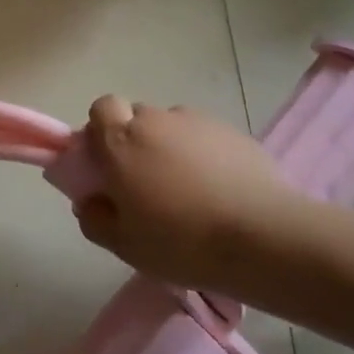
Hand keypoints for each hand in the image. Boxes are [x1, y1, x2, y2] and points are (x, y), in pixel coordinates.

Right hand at [74, 96, 314, 291]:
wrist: (263, 237)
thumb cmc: (181, 241)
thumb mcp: (124, 245)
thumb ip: (95, 219)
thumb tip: (89, 201)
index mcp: (122, 141)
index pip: (102, 108)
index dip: (102, 130)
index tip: (109, 163)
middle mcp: (157, 120)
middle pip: (138, 117)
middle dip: (137, 141)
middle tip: (147, 183)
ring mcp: (198, 122)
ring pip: (173, 127)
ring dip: (172, 148)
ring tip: (190, 189)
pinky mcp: (233, 132)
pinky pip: (206, 138)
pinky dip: (205, 156)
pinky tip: (220, 190)